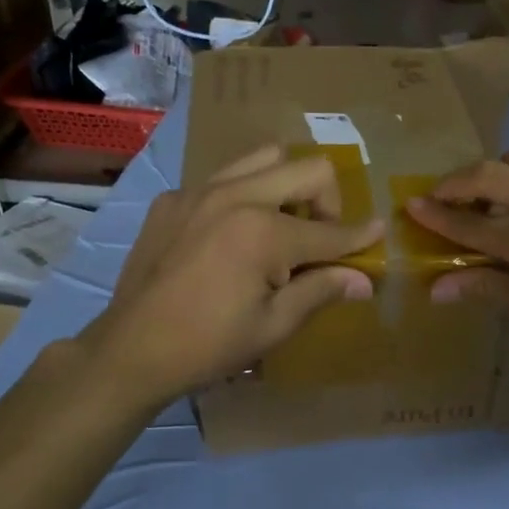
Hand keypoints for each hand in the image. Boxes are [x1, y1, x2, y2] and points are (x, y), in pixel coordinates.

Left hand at [80, 146, 382, 407]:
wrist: (131, 350)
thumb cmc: (209, 345)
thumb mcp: (274, 325)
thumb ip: (321, 290)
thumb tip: (364, 280)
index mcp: (263, 232)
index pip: (329, 231)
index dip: (359, 236)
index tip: (378, 231)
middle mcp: (235, 196)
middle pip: (307, 169)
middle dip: (327, 202)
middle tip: (319, 240)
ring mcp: (198, 191)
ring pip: (264, 157)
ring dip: (287, 185)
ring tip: (280, 226)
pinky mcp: (172, 199)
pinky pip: (223, 178)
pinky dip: (243, 196)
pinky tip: (231, 236)